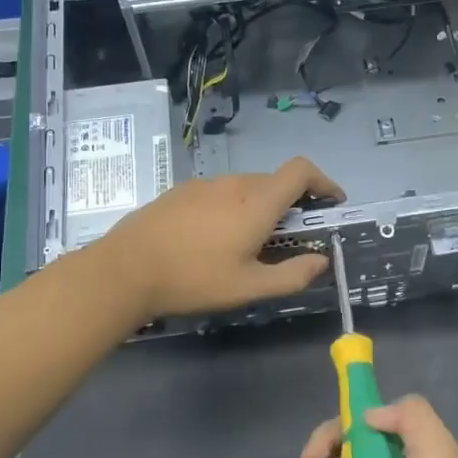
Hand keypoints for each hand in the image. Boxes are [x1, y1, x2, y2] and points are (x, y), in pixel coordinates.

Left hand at [99, 156, 343, 319]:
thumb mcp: (249, 287)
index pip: (301, 170)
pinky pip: (219, 192)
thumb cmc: (194, 280)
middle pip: (275, 180)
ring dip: (260, 205)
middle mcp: (233, 184)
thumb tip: (321, 261)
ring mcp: (203, 184)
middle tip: (292, 235)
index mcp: (256, 202)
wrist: (125, 270)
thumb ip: (292, 274)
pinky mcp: (180, 191)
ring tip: (250, 241)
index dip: (323, 181)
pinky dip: (232, 207)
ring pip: (245, 187)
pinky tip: (214, 238)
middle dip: (293, 202)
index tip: (332, 202)